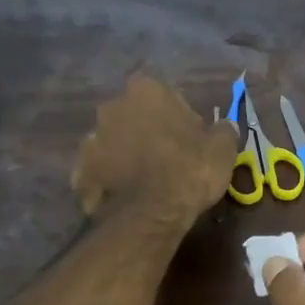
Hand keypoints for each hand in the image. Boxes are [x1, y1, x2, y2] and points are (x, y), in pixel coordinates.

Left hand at [72, 75, 239, 223]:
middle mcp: (112, 106)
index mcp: (145, 90)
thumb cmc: (189, 171)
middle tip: (165, 159)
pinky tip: (126, 198)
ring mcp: (91, 138)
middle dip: (145, 132)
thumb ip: (222, 130)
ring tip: (144, 183)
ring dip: (125, 156)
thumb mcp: (222, 149)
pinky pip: (99, 172)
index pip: (163, 95)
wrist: (150, 215)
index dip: (176, 117)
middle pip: (132, 116)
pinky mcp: (81, 171)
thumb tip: (223, 126)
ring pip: (112, 143)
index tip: (187, 139)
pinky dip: (110, 181)